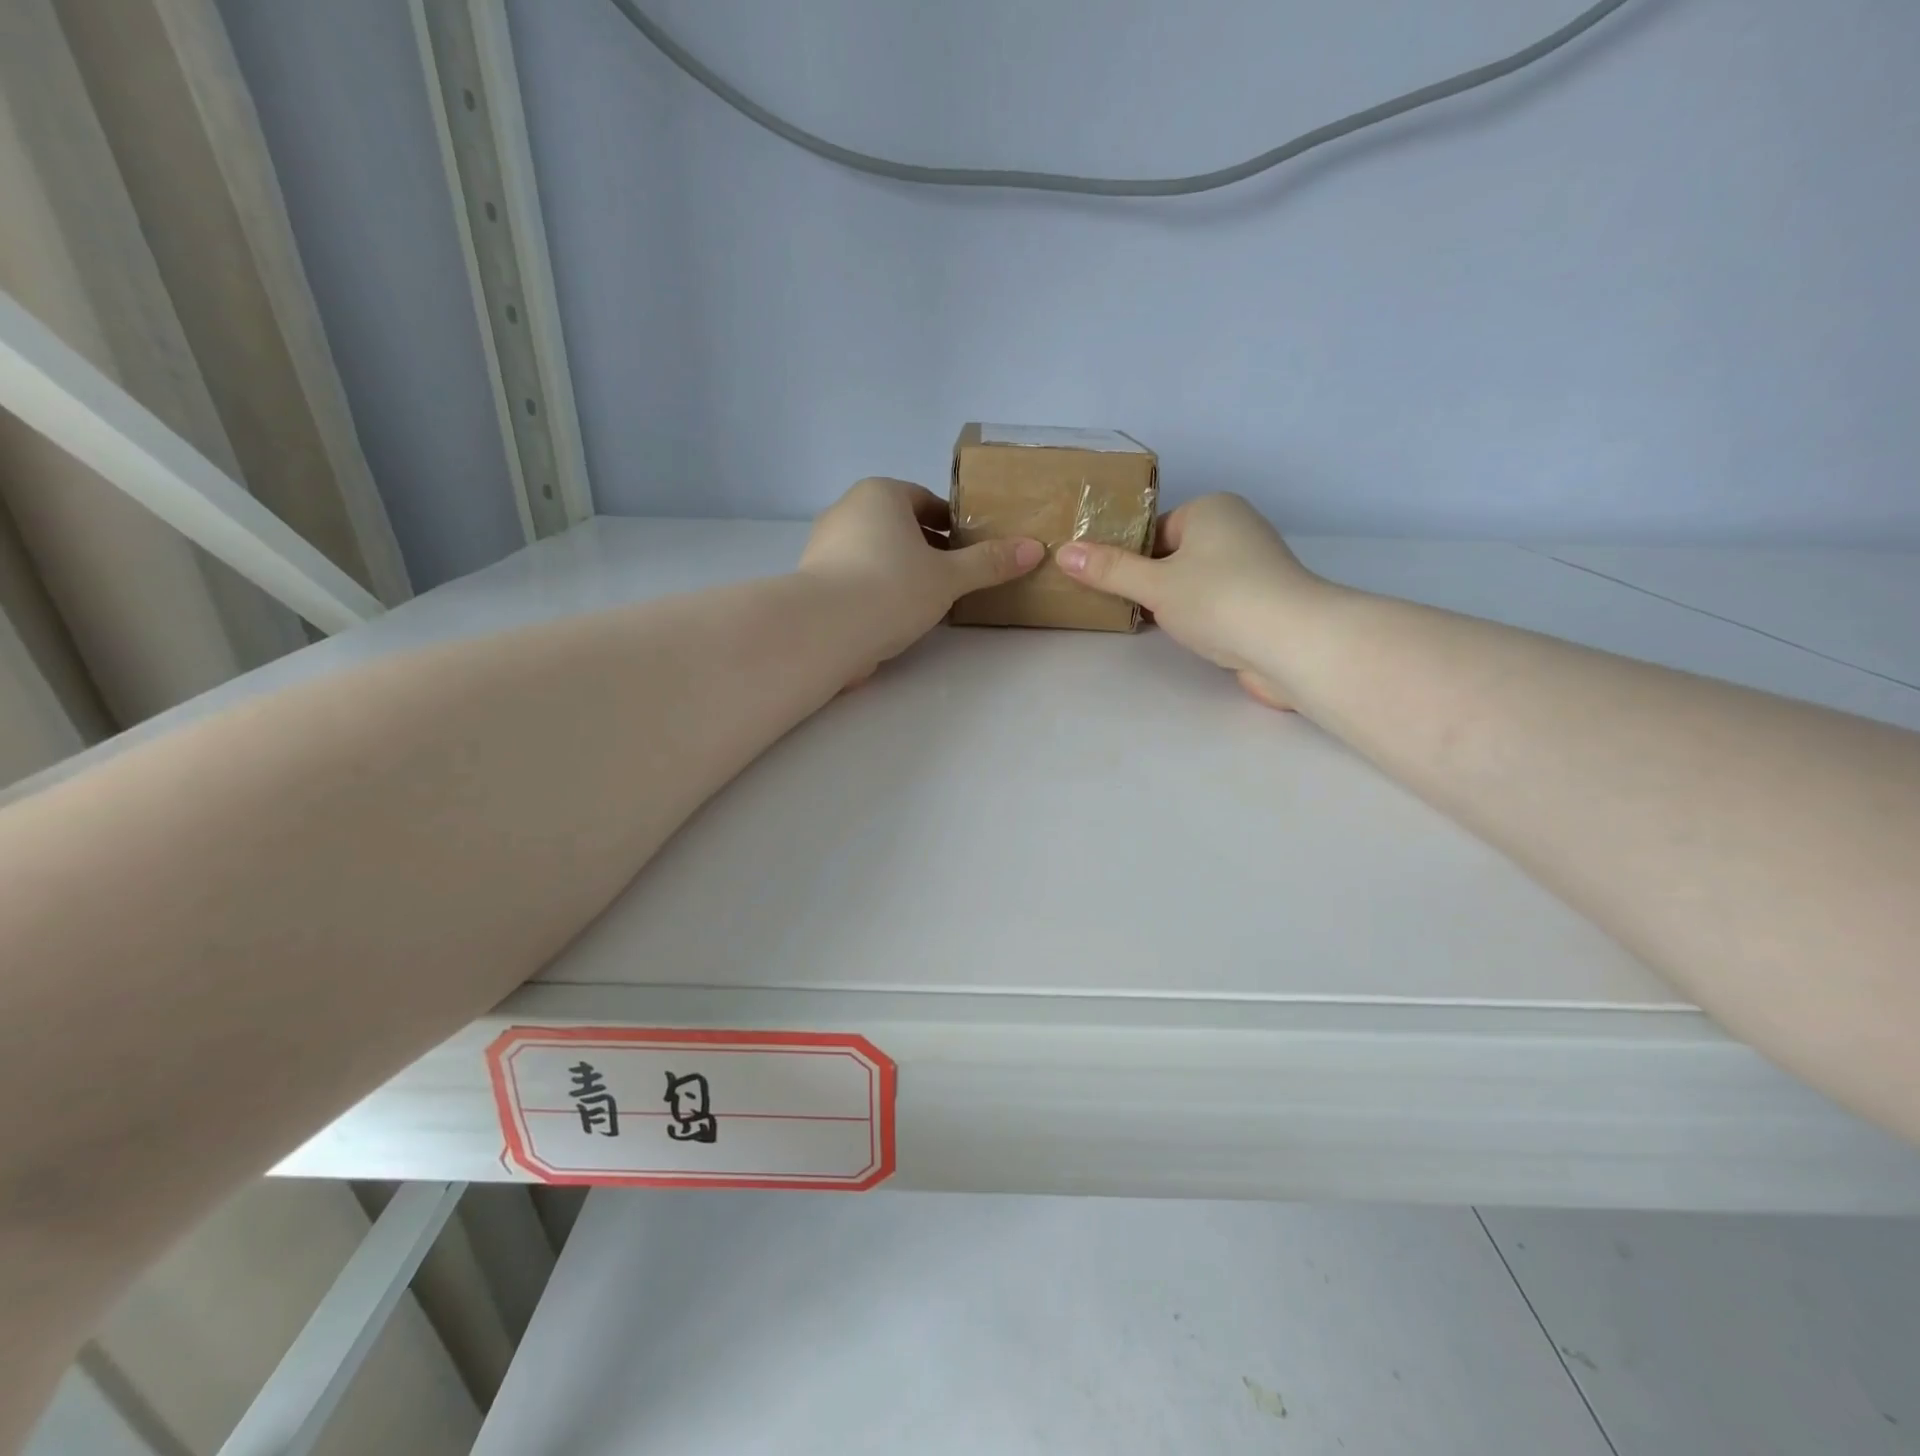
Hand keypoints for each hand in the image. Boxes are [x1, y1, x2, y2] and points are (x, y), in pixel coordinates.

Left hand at [799, 477, 1041, 672]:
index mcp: (880, 494)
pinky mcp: (813, 580)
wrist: (823, 629)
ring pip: (876, 553)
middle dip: (927, 549)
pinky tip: (893, 618)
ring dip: (902, 571)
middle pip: (899, 526)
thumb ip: (989, 563)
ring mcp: (824, 545)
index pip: (924, 501)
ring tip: (928, 602)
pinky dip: (877, 591)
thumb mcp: (949, 577)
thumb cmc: (891, 588)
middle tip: (955, 577)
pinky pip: (856, 577)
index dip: (952, 524)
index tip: (970, 549)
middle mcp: (847, 510)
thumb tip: (1034, 549)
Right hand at [1056, 493, 1327, 708]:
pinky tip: (1186, 637)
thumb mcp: (1154, 584)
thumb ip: (1109, 570)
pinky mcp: (1262, 602)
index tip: (1109, 586)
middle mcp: (1236, 528)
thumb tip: (1063, 552)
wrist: (1293, 643)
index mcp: (1211, 509)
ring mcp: (1254, 567)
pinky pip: (1215, 603)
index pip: (1154, 529)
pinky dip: (1198, 618)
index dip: (1128, 558)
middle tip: (1124, 608)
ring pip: (1194, 582)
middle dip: (1150, 583)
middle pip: (1173, 555)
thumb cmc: (1219, 599)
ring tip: (1152, 625)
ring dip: (1173, 604)